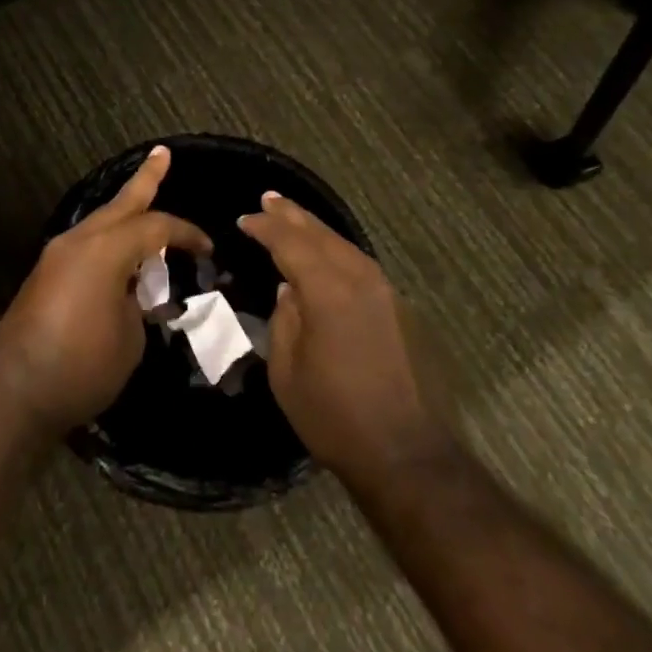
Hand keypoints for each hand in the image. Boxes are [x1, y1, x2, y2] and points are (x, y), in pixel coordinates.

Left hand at [0, 146, 212, 436]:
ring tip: (144, 198)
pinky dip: (108, 239)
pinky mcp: (44, 276)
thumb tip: (134, 293)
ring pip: (99, 222)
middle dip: (145, 179)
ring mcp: (56, 256)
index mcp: (105, 250)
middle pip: (120, 203)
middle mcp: (78, 242)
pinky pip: (85, 244)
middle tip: (162, 154)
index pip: (155, 227)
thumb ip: (139, 304)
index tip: (208, 249)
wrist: (13, 395)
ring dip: (124, 210)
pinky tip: (120, 251)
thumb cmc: (81, 367)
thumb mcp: (130, 338)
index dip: (186, 234)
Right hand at [239, 193, 453, 481]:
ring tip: (294, 218)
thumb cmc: (334, 416)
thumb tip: (290, 290)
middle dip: (292, 215)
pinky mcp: (399, 309)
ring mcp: (386, 292)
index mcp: (328, 291)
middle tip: (269, 199)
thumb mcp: (287, 371)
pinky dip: (337, 251)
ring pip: (345, 246)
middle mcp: (360, 280)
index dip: (266, 228)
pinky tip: (327, 255)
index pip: (290, 244)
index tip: (245, 219)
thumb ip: (284, 320)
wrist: (406, 453)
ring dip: (316, 230)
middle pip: (321, 235)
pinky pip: (361, 265)